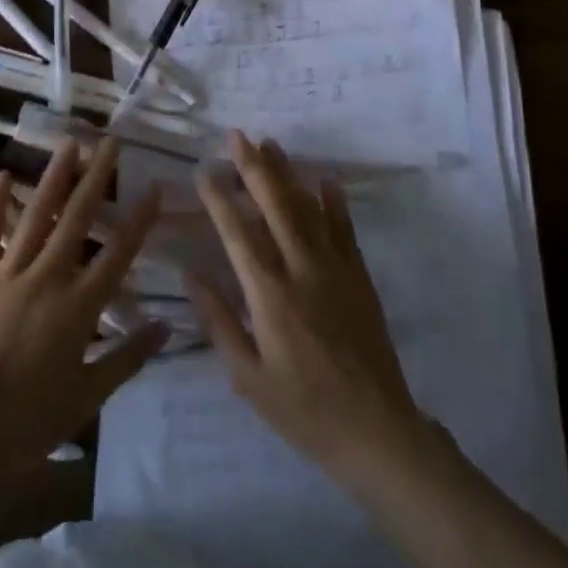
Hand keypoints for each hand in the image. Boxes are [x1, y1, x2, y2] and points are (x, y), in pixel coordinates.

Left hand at [0, 136, 165, 473]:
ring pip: (36, 215)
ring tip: (70, 144)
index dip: (139, 219)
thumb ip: (128, 357)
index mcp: (78, 308)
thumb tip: (167, 326)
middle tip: (110, 141)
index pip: (118, 253)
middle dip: (96, 177)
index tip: (153, 186)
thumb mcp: (87, 397)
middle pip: (77, 219)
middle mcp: (46, 279)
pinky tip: (4, 175)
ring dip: (54, 177)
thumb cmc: (27, 425)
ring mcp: (6, 275)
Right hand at [187, 132, 426, 486]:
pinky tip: (325, 180)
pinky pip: (344, 229)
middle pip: (275, 204)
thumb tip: (191, 274)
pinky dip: (334, 201)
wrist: (377, 431)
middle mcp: (301, 269)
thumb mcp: (248, 377)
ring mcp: (335, 268)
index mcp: (269, 294)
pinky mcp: (359, 276)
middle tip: (237, 135)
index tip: (204, 169)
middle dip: (253, 166)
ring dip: (287, 173)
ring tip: (270, 144)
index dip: (218, 198)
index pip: (237, 232)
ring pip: (307, 207)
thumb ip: (219, 321)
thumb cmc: (303, 410)